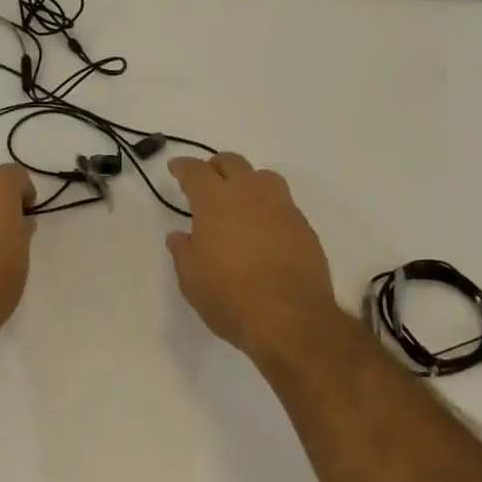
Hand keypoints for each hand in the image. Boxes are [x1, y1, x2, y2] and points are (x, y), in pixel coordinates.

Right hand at [165, 154, 342, 361]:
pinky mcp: (304, 226)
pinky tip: (264, 227)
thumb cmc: (230, 298)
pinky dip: (268, 206)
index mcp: (215, 202)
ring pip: (263, 176)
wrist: (290, 319)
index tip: (176, 168)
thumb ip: (183, 252)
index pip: (196, 171)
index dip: (184, 167)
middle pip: (232, 163)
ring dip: (247, 180)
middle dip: (216, 167)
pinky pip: (283, 202)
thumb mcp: (192, 280)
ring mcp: (281, 207)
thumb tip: (179, 236)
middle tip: (207, 181)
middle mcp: (249, 194)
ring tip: (240, 198)